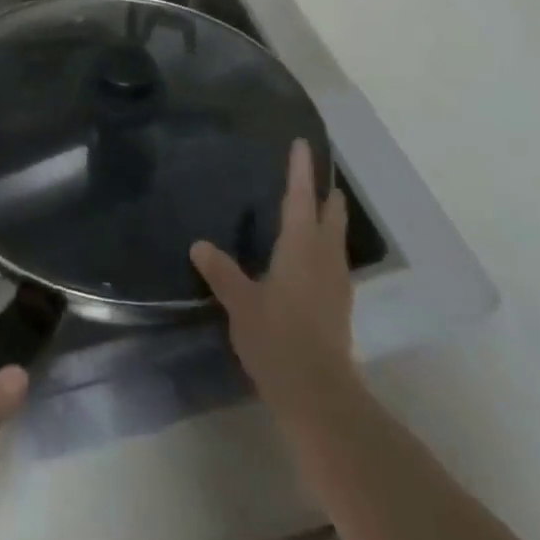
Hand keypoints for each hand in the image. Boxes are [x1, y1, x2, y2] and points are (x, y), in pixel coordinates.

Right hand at [191, 139, 353, 418]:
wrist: (319, 396)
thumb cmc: (277, 339)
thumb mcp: (240, 304)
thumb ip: (221, 272)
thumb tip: (199, 245)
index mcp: (300, 247)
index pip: (300, 197)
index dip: (300, 169)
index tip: (302, 144)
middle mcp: (324, 256)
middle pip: (330, 214)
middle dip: (324, 193)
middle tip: (315, 174)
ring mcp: (337, 282)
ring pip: (336, 238)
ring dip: (329, 219)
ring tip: (317, 208)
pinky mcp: (340, 305)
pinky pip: (334, 260)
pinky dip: (326, 245)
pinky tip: (312, 257)